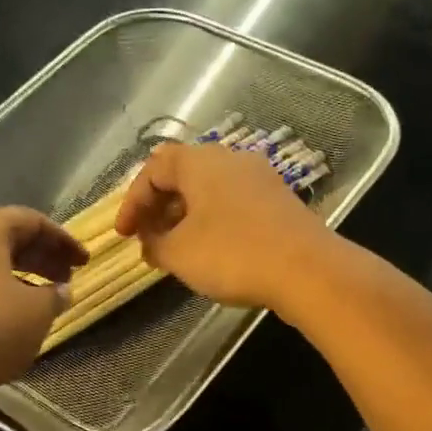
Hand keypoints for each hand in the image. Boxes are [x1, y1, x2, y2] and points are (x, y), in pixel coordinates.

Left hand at [0, 207, 86, 401]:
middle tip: (66, 278)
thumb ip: (55, 295)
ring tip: (40, 297)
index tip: (83, 262)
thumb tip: (60, 290)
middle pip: (3, 236)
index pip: (29, 220)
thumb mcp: (37, 313)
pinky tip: (6, 313)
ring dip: (15, 273)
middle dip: (39, 255)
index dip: (62, 239)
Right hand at [114, 142, 331, 310]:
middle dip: (160, 208)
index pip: (154, 168)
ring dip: (186, 217)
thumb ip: (155, 244)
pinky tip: (212, 252)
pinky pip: (234, 205)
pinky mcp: (279, 202)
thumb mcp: (179, 254)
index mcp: (200, 162)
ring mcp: (260, 179)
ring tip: (177, 250)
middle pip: (183, 176)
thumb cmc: (232, 254)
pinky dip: (213, 223)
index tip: (124, 234)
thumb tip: (150, 241)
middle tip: (148, 240)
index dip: (133, 201)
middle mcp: (231, 160)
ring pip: (210, 191)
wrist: (307, 270)